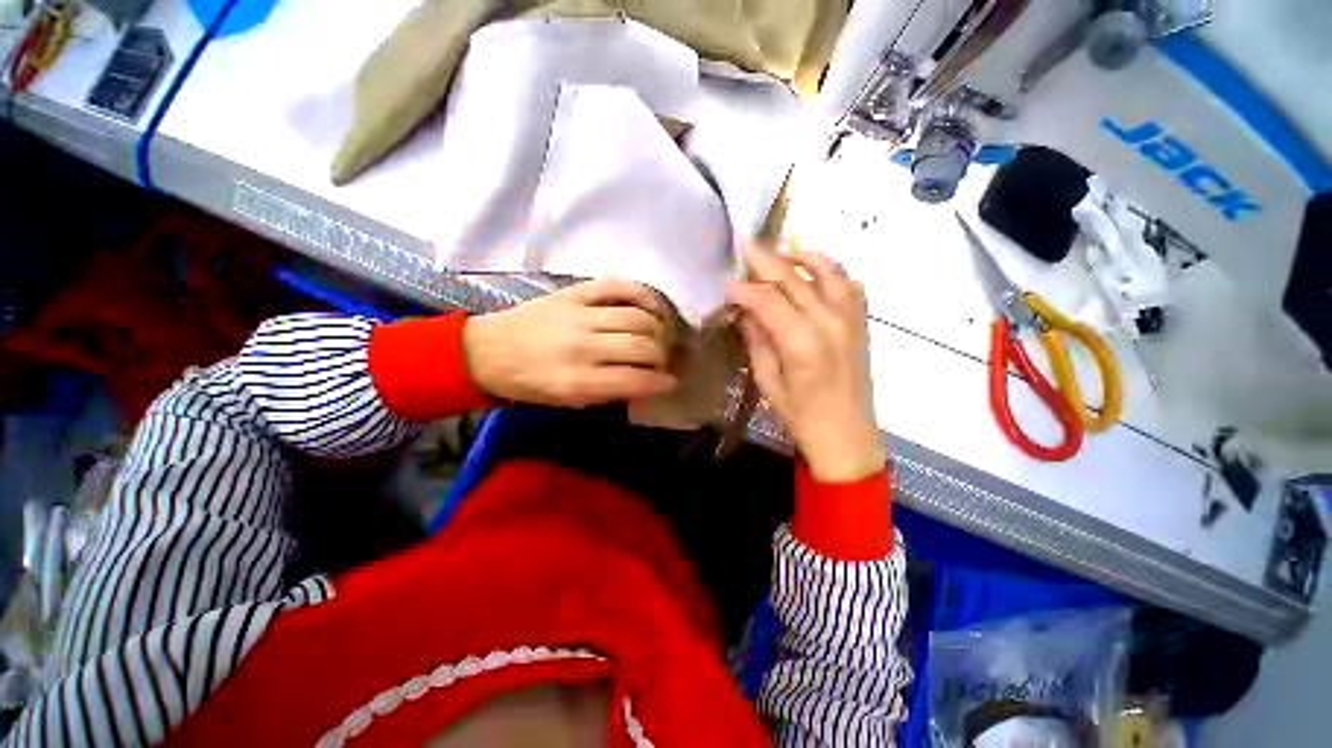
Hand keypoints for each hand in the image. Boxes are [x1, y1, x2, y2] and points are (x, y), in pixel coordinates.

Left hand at [463, 277, 677, 407]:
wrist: (486, 350)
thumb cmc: (528, 383)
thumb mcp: (567, 401)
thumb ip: (608, 392)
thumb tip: (644, 382)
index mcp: (577, 381)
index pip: (636, 380)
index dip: (662, 383)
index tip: (671, 382)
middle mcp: (582, 346)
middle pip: (643, 346)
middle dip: (662, 356)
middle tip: (663, 360)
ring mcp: (578, 315)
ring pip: (637, 317)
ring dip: (658, 328)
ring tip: (660, 335)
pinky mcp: (574, 293)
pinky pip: (619, 287)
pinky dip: (643, 294)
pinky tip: (652, 306)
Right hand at [727, 243, 884, 481]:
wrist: (847, 434)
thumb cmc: (801, 415)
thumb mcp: (768, 380)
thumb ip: (757, 340)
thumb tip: (744, 311)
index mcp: (802, 342)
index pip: (766, 300)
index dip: (743, 289)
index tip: (726, 287)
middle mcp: (830, 321)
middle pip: (793, 278)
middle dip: (765, 260)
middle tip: (745, 245)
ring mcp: (851, 318)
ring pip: (828, 270)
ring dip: (801, 257)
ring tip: (780, 253)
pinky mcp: (862, 322)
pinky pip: (849, 283)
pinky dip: (830, 270)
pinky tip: (814, 273)